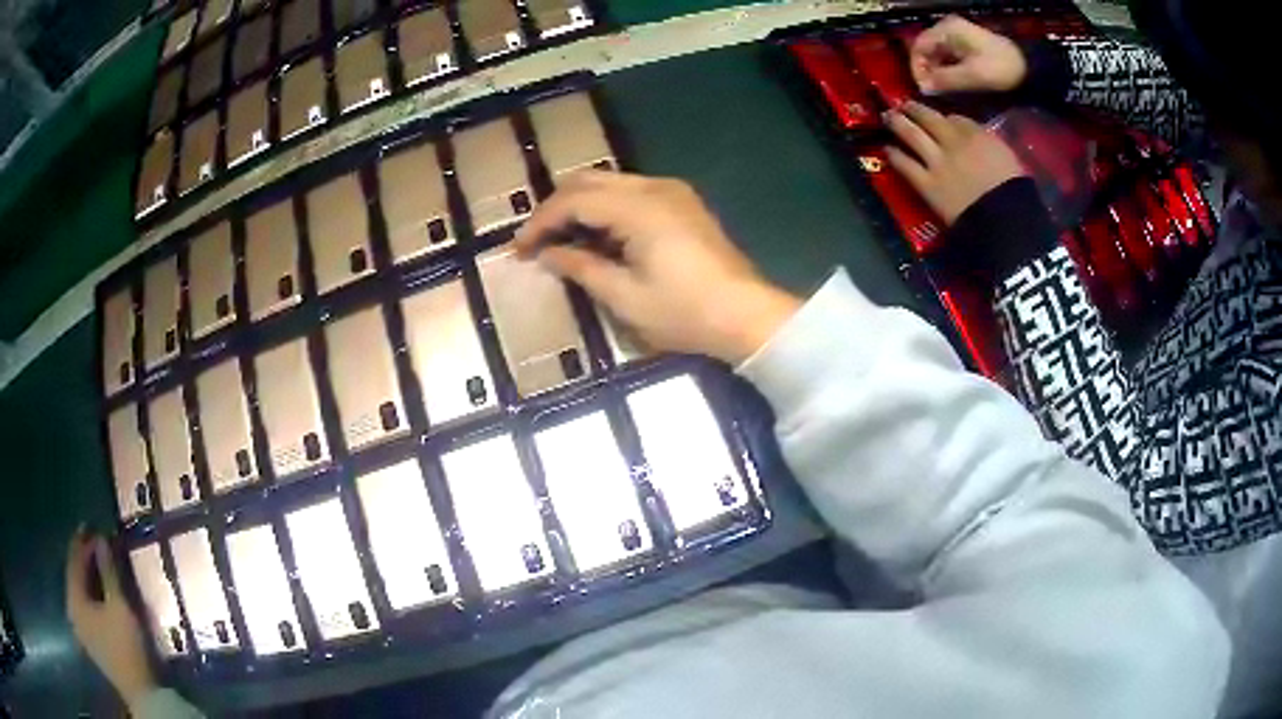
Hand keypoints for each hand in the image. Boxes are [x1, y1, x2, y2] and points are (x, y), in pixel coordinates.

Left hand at [66, 527, 157, 709]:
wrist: (140, 693)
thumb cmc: (126, 646)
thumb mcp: (119, 606)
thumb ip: (108, 571)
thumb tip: (101, 539)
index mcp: (74, 599)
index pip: (74, 561)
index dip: (82, 541)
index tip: (91, 525)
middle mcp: (72, 609)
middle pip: (75, 576)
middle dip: (84, 560)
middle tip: (95, 544)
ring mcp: (80, 628)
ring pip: (80, 593)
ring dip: (88, 578)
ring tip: (98, 565)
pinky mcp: (89, 640)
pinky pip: (85, 607)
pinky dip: (91, 595)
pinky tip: (99, 594)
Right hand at [514, 171, 800, 364]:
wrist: (746, 315)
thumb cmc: (685, 312)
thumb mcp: (625, 297)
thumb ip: (581, 268)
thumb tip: (547, 255)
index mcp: (638, 208)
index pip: (573, 201)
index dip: (540, 222)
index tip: (518, 249)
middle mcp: (654, 187)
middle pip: (588, 181)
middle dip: (556, 207)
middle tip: (535, 241)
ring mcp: (672, 191)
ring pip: (609, 183)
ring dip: (580, 204)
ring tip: (560, 239)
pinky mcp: (682, 202)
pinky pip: (631, 192)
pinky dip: (605, 207)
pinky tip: (597, 234)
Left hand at [885, 101, 1026, 224]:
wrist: (1005, 220)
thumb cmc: (1016, 193)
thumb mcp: (1009, 159)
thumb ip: (991, 145)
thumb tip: (982, 142)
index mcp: (978, 135)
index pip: (956, 118)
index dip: (944, 117)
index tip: (939, 118)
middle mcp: (953, 142)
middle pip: (928, 118)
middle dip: (913, 109)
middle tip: (902, 104)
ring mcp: (937, 162)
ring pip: (911, 134)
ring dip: (897, 123)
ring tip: (887, 117)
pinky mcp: (926, 184)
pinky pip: (905, 165)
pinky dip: (895, 155)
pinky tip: (888, 150)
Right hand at [911, 15, 1026, 94]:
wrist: (1028, 67)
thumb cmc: (1000, 68)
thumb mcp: (972, 76)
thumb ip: (945, 80)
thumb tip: (924, 88)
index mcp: (946, 30)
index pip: (919, 46)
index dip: (917, 68)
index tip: (924, 89)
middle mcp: (948, 28)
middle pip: (926, 49)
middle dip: (927, 71)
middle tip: (934, 92)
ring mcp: (958, 35)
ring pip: (937, 54)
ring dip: (937, 72)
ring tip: (943, 90)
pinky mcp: (967, 45)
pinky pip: (948, 57)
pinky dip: (947, 70)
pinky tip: (953, 84)